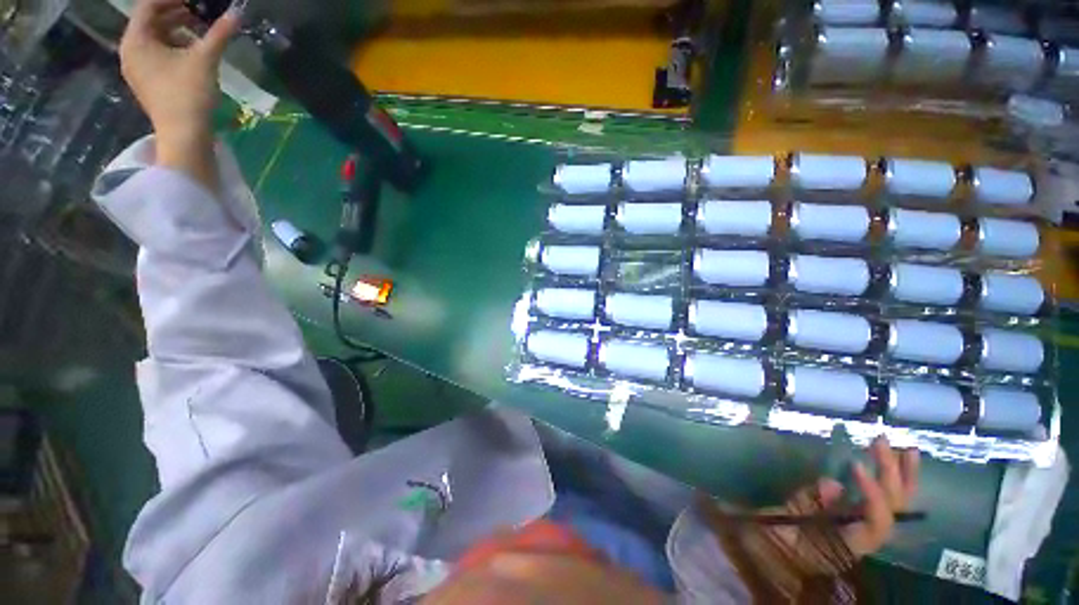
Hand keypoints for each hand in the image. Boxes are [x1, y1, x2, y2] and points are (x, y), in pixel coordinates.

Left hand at [119, 0, 238, 187]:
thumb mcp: (205, 59)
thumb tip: (236, 13)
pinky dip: (171, 47)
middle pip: (150, 21)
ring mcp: (137, 69)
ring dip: (175, 31)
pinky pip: (155, 54)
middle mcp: (130, 51)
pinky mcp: (147, 82)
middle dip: (174, 13)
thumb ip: (219, 34)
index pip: (148, 6)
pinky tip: (190, 52)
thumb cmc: (188, 93)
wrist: (184, 135)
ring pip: (154, 39)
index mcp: (136, 40)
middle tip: (198, 12)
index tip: (193, 0)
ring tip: (198, 31)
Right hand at [767, 436, 920, 570]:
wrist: (764, 551)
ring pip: (892, 503)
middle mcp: (862, 536)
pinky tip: (889, 461)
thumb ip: (807, 506)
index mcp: (848, 544)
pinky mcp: (847, 513)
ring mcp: (857, 524)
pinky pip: (876, 496)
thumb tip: (833, 484)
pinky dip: (885, 479)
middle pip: (891, 509)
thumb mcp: (783, 524)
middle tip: (880, 442)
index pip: (876, 522)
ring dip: (897, 474)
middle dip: (891, 475)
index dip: (874, 495)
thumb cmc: (771, 540)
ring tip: (902, 447)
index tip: (855, 464)